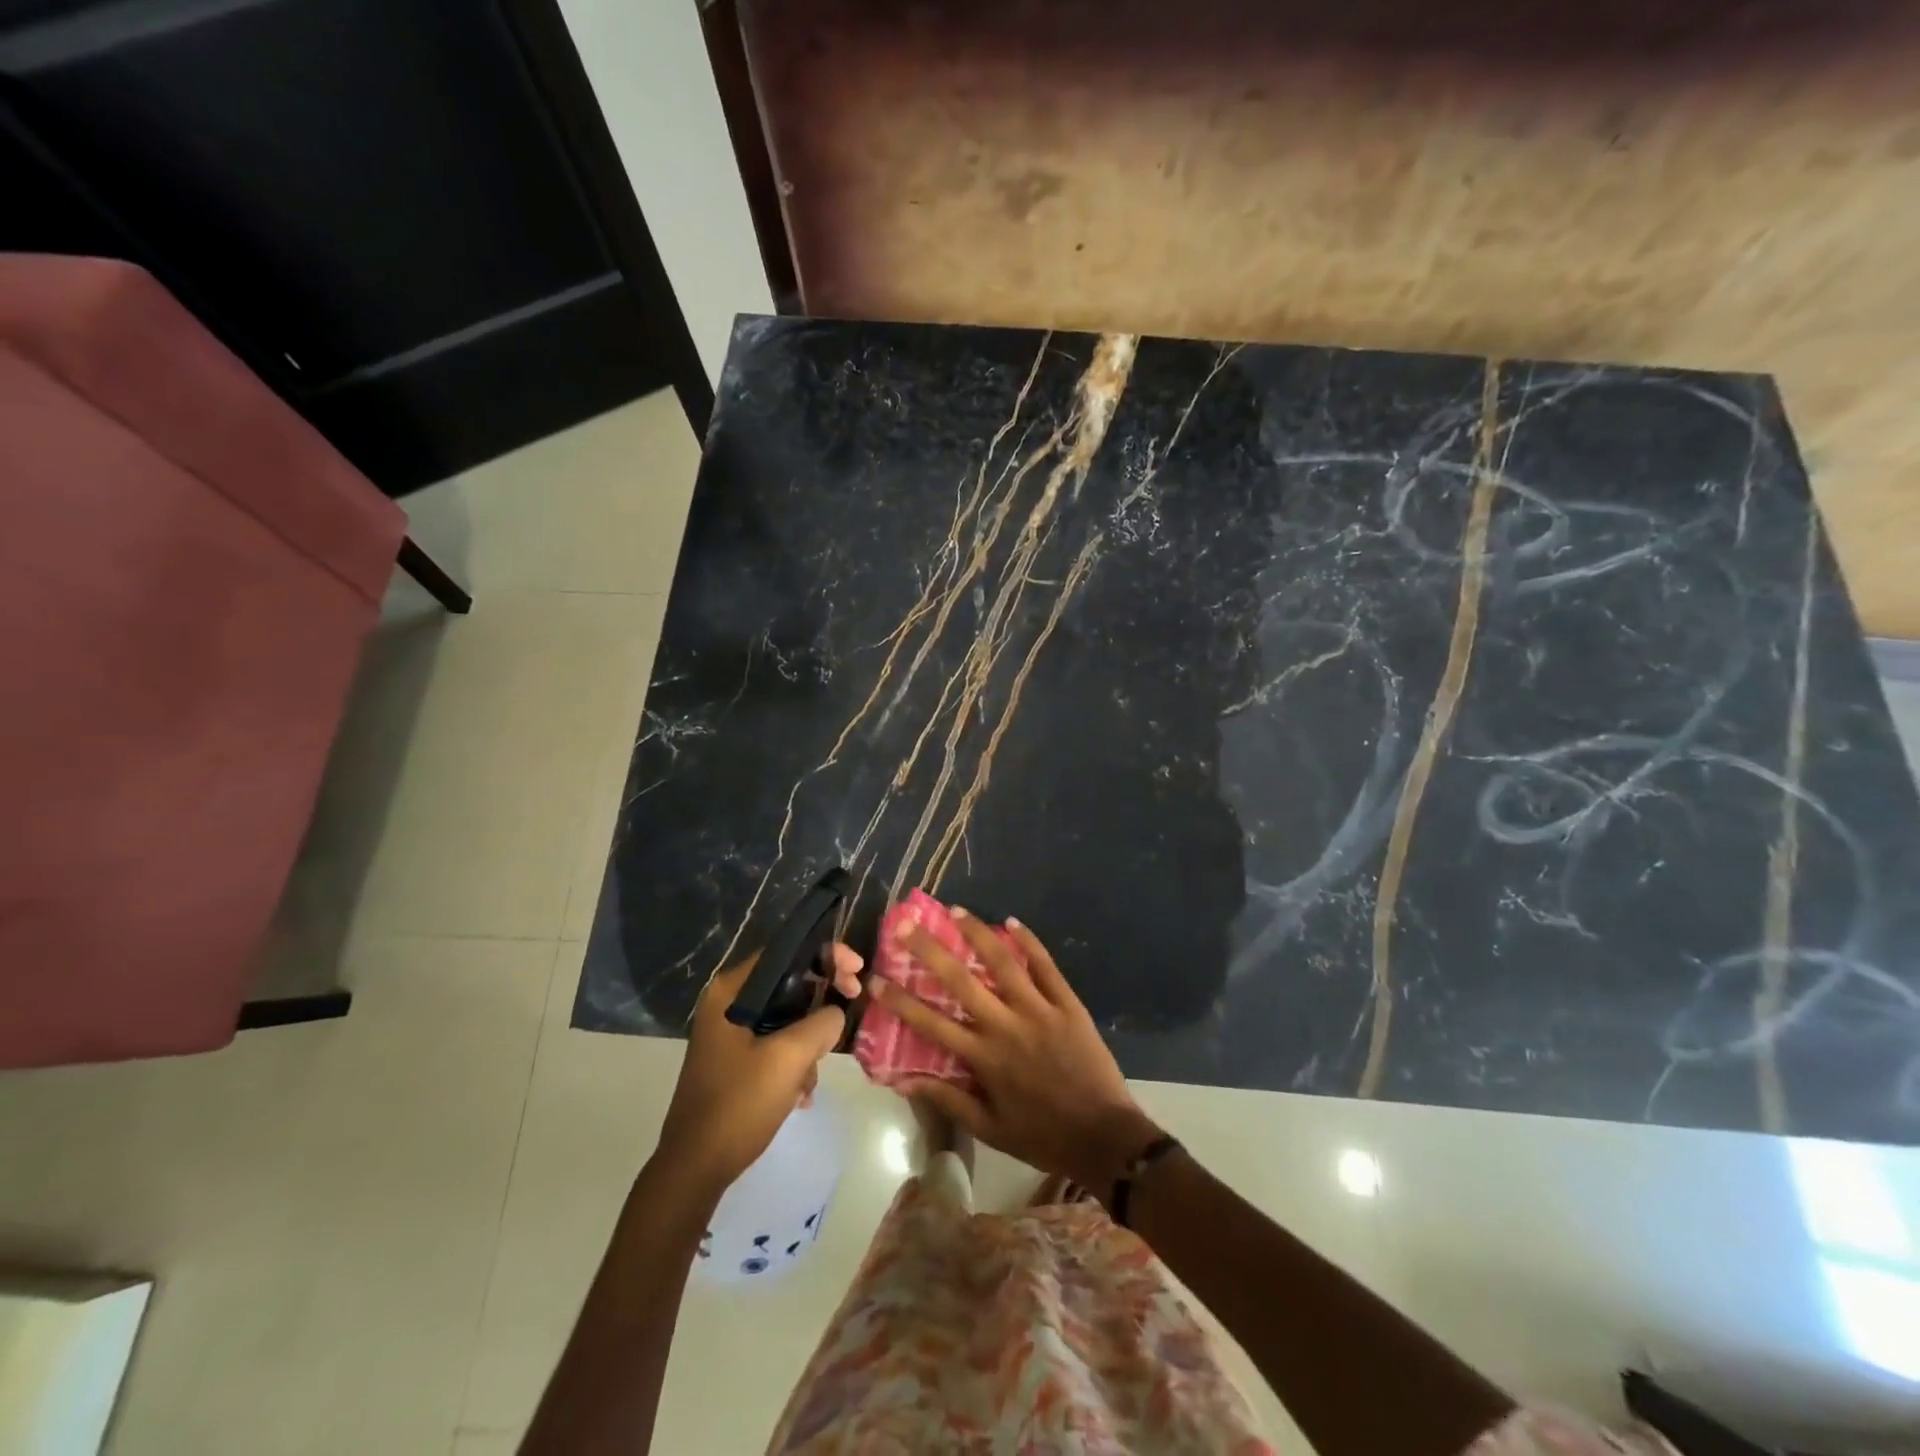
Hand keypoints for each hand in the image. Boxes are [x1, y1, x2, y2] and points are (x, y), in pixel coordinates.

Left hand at [654, 945, 863, 1199]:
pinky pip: (777, 1042)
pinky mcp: (736, 1059)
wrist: (694, 1170)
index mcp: (731, 991)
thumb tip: (836, 1012)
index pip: (787, 951)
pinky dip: (795, 1061)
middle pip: (790, 981)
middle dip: (823, 999)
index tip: (857, 971)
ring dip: (810, 1040)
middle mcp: (728, 1002)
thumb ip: (821, 1022)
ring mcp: (730, 1032)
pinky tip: (800, 1094)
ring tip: (811, 1077)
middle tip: (853, 1005)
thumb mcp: (789, 1058)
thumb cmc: (738, 1105)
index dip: (827, 954)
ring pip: (788, 1015)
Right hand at [873, 912, 1162, 1194]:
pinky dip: (1028, 942)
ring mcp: (1039, 1010)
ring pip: (1003, 963)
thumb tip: (903, 1080)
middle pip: (961, 981)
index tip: (875, 980)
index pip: (932, 1023)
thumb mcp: (990, 1128)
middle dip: (929, 951)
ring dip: (977, 934)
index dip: (900, 1001)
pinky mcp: (1068, 1004)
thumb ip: (947, 1100)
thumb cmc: (1042, 1135)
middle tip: (906, 925)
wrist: (1105, 1137)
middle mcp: (1007, 1026)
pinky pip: (1046, 966)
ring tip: (955, 910)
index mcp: (985, 1058)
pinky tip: (1011, 922)